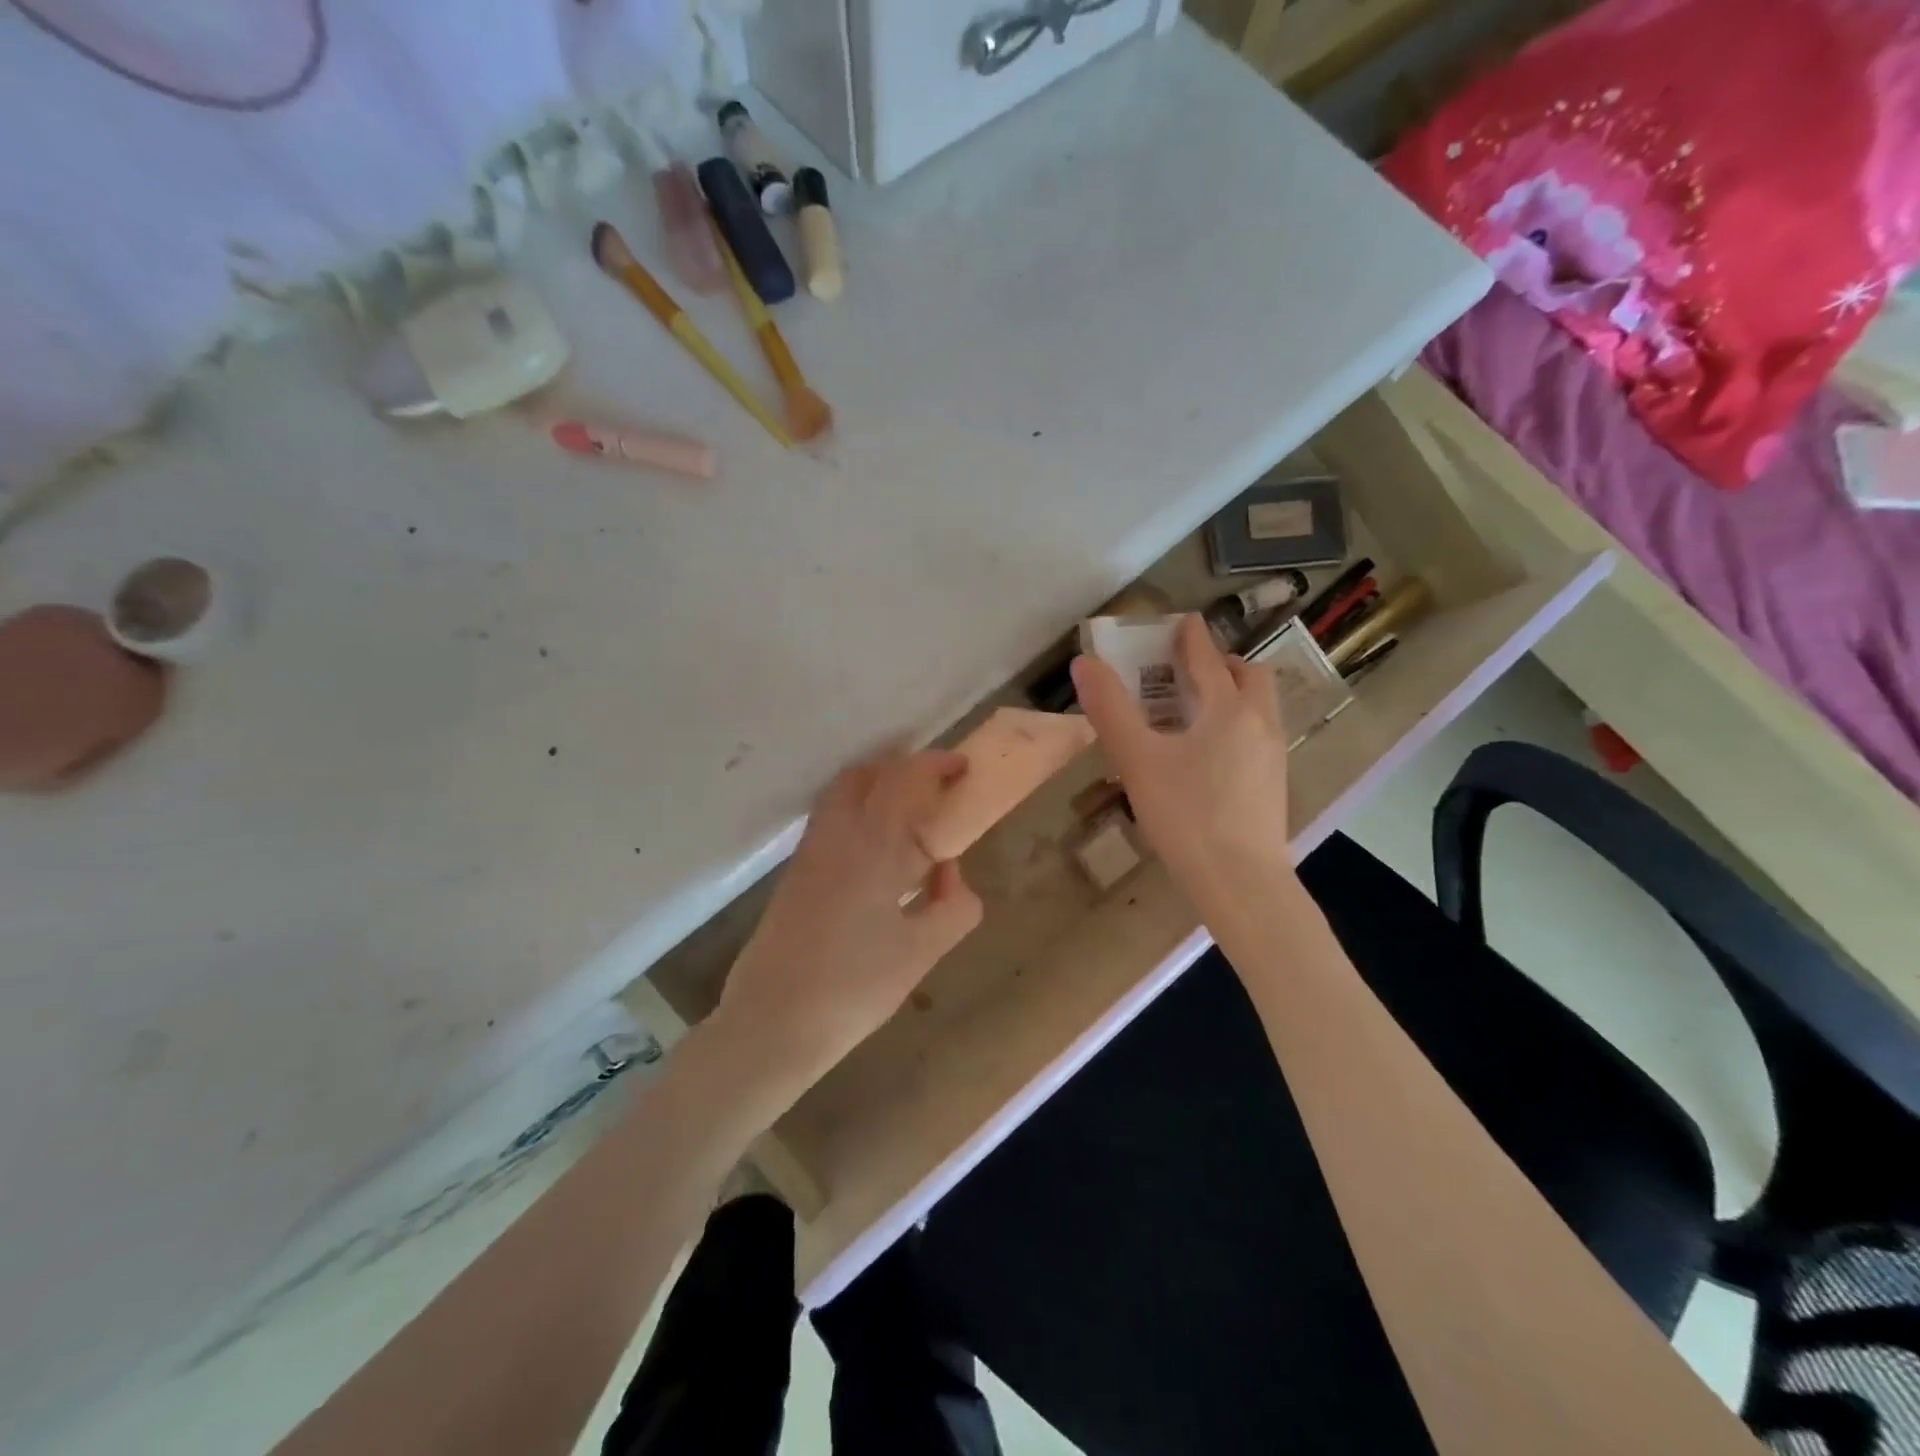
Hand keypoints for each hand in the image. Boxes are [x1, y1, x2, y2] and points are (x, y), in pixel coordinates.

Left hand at [713, 748, 983, 1091]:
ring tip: (911, 825)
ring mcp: (808, 854)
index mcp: (870, 846)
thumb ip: (953, 906)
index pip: (903, 779)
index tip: (962, 768)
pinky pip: (830, 824)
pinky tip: (880, 860)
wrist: (770, 1025)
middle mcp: (834, 837)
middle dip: (901, 769)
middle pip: (864, 775)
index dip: (935, 764)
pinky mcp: (794, 876)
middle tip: (934, 791)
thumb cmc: (853, 989)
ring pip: (841, 797)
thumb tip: (949, 872)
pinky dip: (859, 818)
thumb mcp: (921, 953)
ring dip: (877, 792)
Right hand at [1071, 613, 1292, 893]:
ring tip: (1195, 710)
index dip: (1190, 636)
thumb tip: (1084, 663)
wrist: (1241, 882)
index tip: (1181, 622)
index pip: (1208, 658)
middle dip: (1220, 663)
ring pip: (1258, 706)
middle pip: (1248, 676)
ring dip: (1232, 693)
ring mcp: (1273, 755)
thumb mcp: (1137, 760)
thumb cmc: (1186, 815)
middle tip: (1188, 669)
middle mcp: (1259, 723)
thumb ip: (1110, 710)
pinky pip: (1257, 734)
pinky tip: (1209, 754)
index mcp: (1228, 709)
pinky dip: (1236, 723)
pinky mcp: (1274, 785)